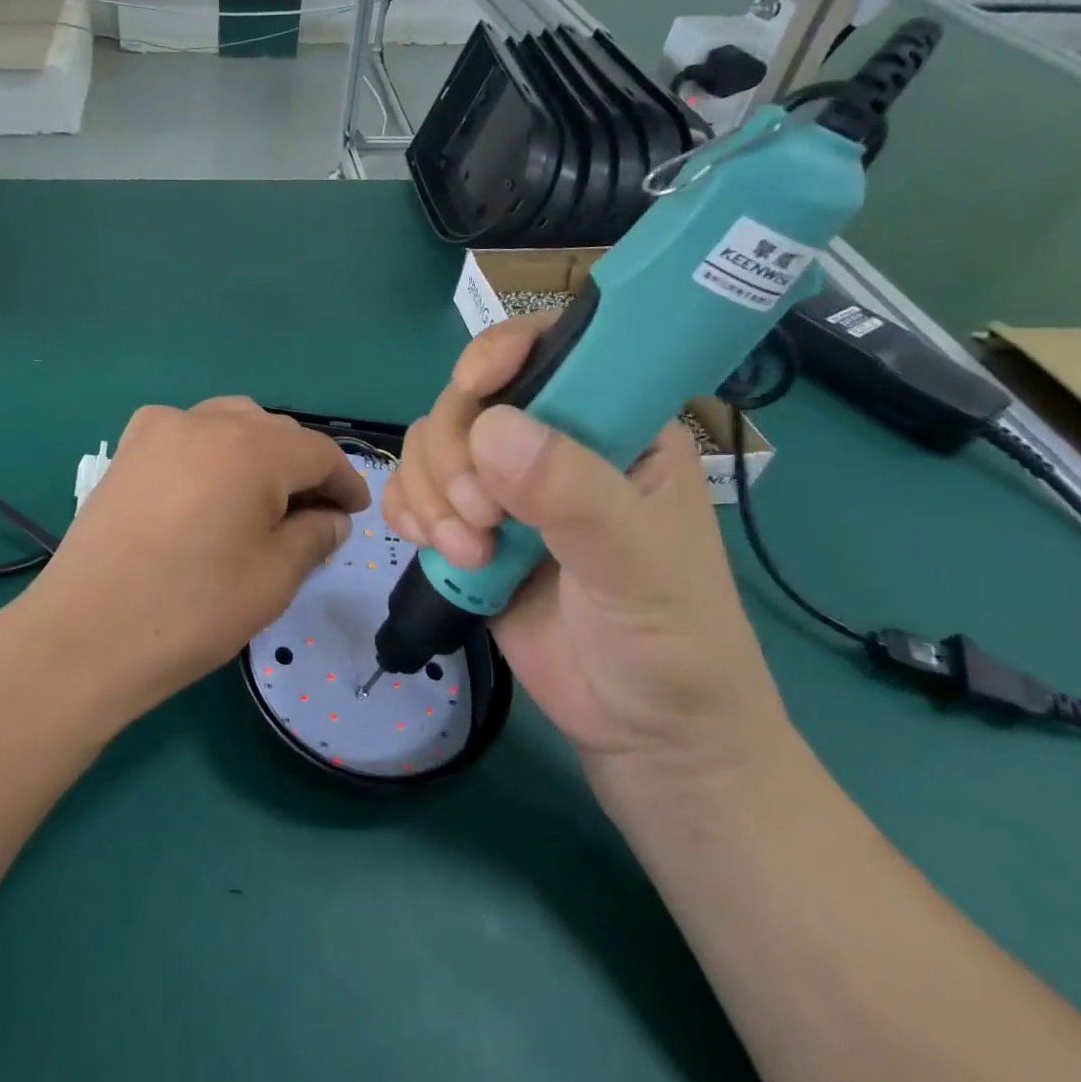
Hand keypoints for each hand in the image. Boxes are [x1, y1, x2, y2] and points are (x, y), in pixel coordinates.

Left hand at [18, 398, 369, 724]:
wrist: (85, 634)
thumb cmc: (192, 610)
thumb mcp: (273, 578)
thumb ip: (314, 536)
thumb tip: (331, 517)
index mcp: (251, 447)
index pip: (318, 452)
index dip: (344, 482)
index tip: (353, 514)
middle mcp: (206, 420)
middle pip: (274, 432)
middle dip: (301, 469)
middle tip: (312, 516)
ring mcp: (159, 428)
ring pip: (229, 423)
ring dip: (257, 453)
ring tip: (262, 500)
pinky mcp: (127, 448)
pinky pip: (186, 432)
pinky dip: (211, 450)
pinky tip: (207, 487)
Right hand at [382, 315, 792, 804]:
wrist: (644, 733)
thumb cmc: (671, 642)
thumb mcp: (637, 568)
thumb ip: (574, 496)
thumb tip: (491, 429)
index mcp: (616, 426)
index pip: (556, 348)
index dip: (506, 350)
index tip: (474, 384)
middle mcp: (554, 443)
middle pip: (469, 400)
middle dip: (456, 456)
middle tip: (483, 521)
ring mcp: (505, 487)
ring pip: (431, 444)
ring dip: (431, 494)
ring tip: (468, 553)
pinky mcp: (468, 527)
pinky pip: (411, 490)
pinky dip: (409, 512)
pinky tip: (435, 548)